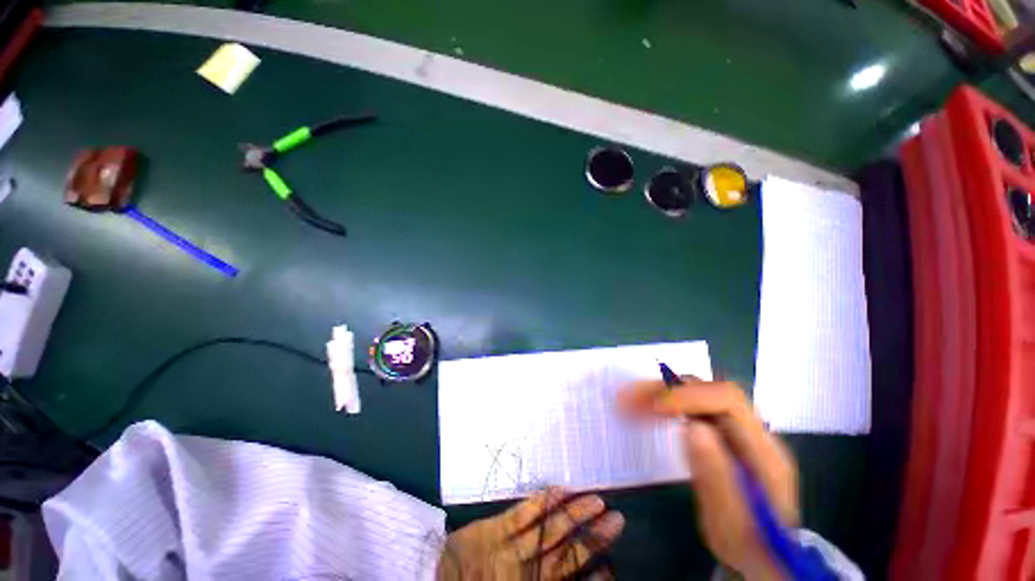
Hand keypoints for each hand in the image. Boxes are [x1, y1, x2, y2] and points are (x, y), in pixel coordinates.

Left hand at [437, 487, 623, 580]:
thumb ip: (540, 577)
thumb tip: (572, 576)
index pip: (571, 579)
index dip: (595, 573)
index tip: (612, 563)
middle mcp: (529, 570)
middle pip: (569, 552)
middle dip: (594, 537)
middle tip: (617, 518)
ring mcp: (511, 549)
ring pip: (551, 529)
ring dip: (575, 514)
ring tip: (596, 500)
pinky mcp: (494, 530)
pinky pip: (522, 514)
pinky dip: (541, 502)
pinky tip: (558, 489)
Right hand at [617, 378, 798, 578]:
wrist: (763, 553)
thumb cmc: (745, 544)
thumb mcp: (729, 522)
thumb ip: (715, 477)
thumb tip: (693, 427)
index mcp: (763, 451)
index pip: (728, 400)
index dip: (689, 396)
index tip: (654, 407)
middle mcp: (752, 431)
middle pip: (708, 390)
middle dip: (666, 390)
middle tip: (629, 398)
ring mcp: (737, 430)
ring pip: (697, 394)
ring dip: (660, 394)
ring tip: (629, 401)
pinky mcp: (721, 433)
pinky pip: (691, 407)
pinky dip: (665, 405)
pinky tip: (646, 411)